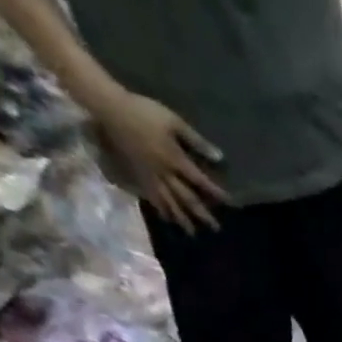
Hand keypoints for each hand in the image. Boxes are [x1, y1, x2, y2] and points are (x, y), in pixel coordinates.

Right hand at [93, 89, 225, 233]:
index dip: (216, 193)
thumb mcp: (174, 122)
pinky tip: (167, 219)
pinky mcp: (138, 175)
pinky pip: (152, 197)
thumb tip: (219, 157)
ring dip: (182, 218)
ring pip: (169, 202)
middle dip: (202, 214)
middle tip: (215, 229)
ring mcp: (150, 176)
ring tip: (192, 232)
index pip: (200, 181)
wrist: (111, 108)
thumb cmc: (144, 111)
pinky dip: (161, 210)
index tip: (230, 204)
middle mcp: (165, 172)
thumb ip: (196, 141)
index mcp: (175, 159)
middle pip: (187, 198)